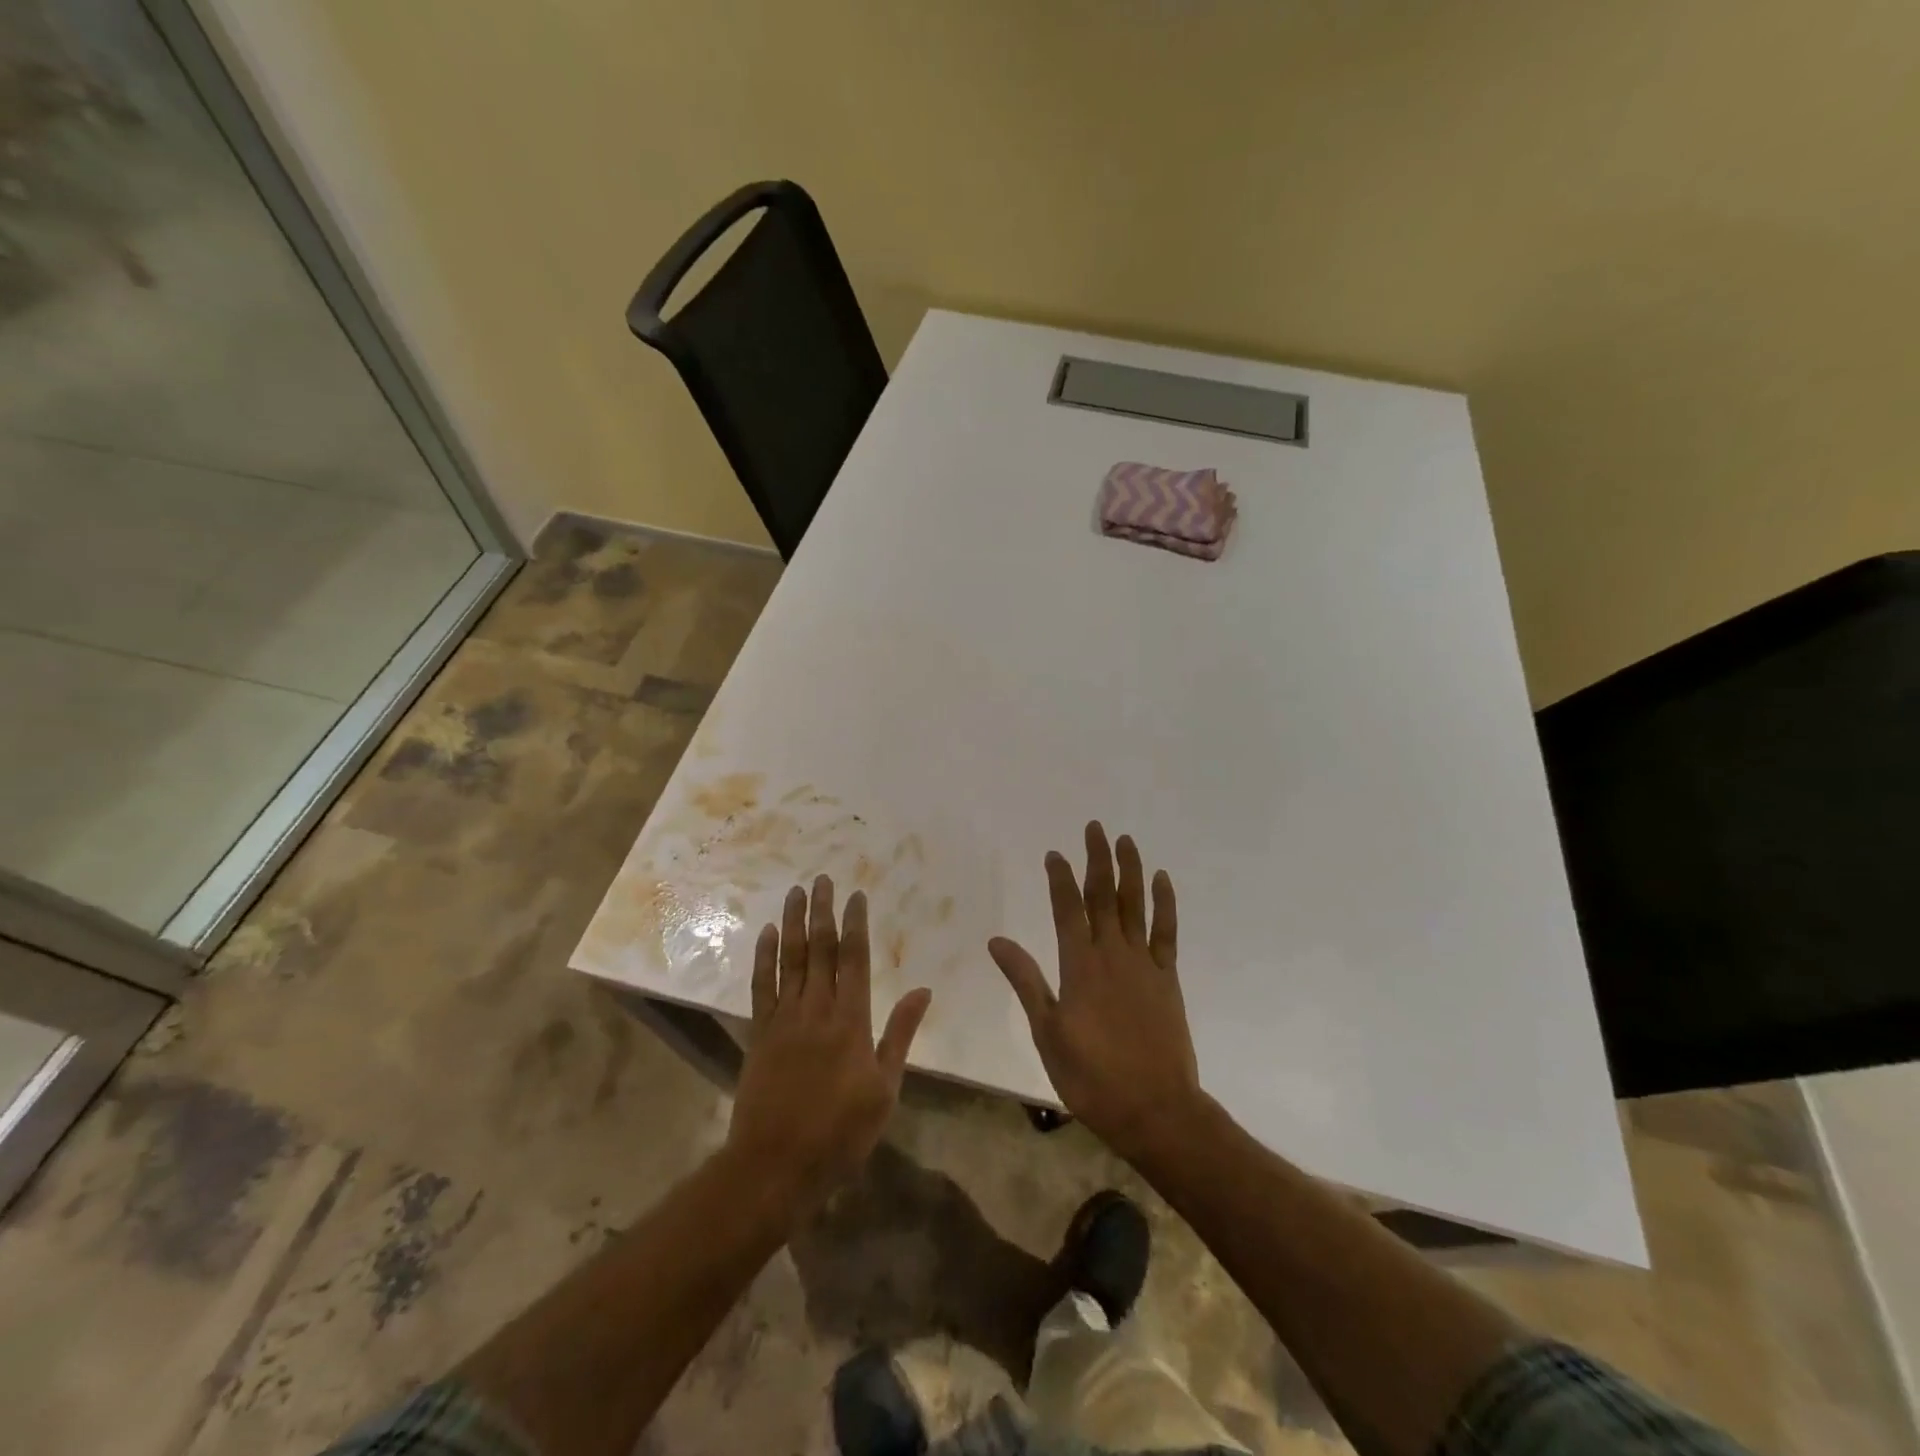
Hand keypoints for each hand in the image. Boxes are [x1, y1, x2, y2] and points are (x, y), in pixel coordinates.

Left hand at [727, 876, 932, 1210]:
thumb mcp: (885, 1089)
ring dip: (794, 923)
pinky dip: (764, 957)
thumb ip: (901, 1035)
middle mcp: (816, 1009)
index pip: (854, 959)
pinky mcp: (760, 1033)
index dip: (856, 924)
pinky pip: (761, 986)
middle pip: (821, 949)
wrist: (776, 1165)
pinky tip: (768, 934)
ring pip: (790, 959)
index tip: (857, 894)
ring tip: (795, 892)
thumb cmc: (840, 1132)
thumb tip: (922, 990)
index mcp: (851, 1020)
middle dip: (823, 911)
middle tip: (822, 879)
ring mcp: (784, 1019)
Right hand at [989, 823, 1202, 1162]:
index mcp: (1079, 966)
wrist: (1154, 1109)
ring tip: (1126, 840)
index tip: (1055, 853)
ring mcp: (1143, 963)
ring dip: (1130, 870)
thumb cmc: (1092, 1076)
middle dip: (1097, 859)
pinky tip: (1162, 881)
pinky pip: (1166, 931)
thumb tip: (997, 940)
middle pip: (1103, 896)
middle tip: (1095, 827)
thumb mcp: (1047, 1031)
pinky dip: (1164, 904)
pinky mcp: (1167, 978)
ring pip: (1135, 905)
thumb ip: (1026, 981)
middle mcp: (1112, 954)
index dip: (1060, 878)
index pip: (1067, 909)